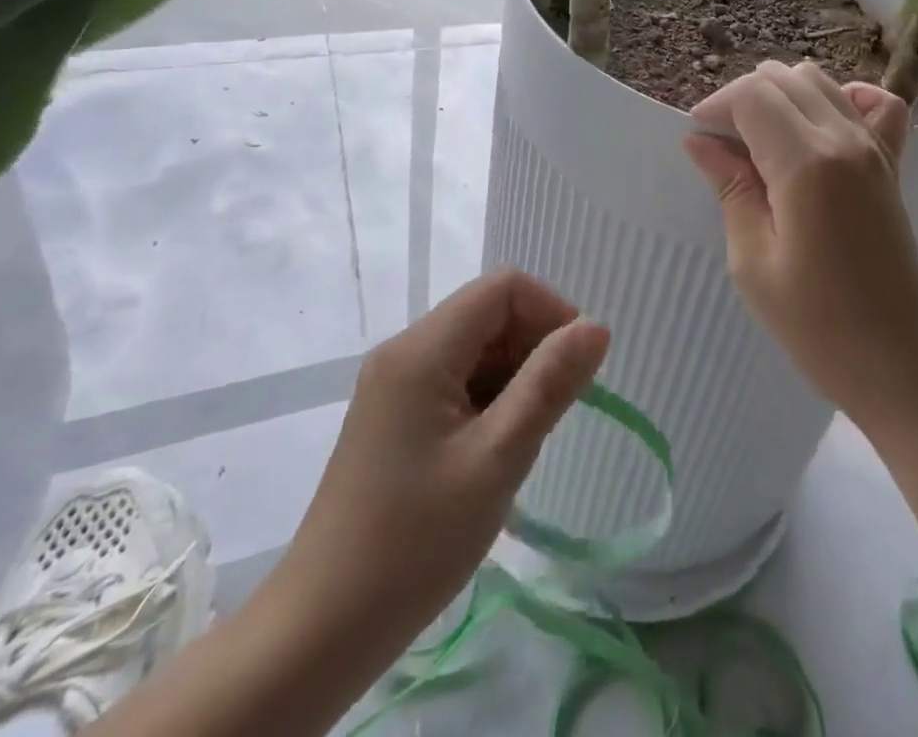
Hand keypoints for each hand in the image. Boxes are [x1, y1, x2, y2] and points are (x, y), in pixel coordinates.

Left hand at [273, 270, 608, 645]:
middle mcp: (405, 350)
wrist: (321, 631)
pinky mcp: (394, 414)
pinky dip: (488, 399)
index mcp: (423, 349)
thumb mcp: (497, 460)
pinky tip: (492, 452)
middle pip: (488, 313)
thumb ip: (549, 384)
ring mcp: (395, 383)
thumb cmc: (414, 544)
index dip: (550, 312)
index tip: (575, 369)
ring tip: (520, 442)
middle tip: (550, 414)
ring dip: (513, 377)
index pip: (504, 287)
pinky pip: (455, 379)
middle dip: (533, 347)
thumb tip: (596, 326)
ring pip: (475, 347)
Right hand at [682, 61, 917, 431]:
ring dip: (781, 96)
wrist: (904, 365)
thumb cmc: (819, 327)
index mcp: (807, 162)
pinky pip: (875, 104)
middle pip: (783, 78)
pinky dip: (843, 99)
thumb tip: (701, 142)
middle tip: (722, 145)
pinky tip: (820, 127)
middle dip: (743, 99)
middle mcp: (845, 138)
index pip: (752, 95)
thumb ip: (731, 189)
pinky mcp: (892, 163)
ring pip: (820, 82)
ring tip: (759, 140)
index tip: (697, 139)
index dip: (716, 106)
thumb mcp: (754, 262)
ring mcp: (876, 147)